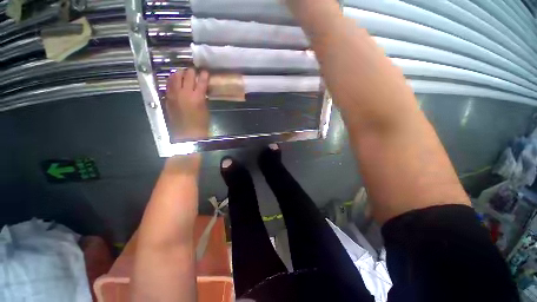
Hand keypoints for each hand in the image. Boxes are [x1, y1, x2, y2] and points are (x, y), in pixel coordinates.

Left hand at [165, 68, 209, 140]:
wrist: (187, 136)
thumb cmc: (201, 125)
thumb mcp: (205, 110)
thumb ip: (202, 98)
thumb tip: (201, 90)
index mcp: (197, 98)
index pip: (201, 81)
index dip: (204, 75)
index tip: (205, 71)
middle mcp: (184, 93)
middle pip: (187, 76)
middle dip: (191, 71)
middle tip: (194, 71)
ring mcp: (174, 95)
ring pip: (175, 77)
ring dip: (180, 73)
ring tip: (183, 72)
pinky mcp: (167, 99)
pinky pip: (168, 85)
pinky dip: (172, 80)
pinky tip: (174, 80)